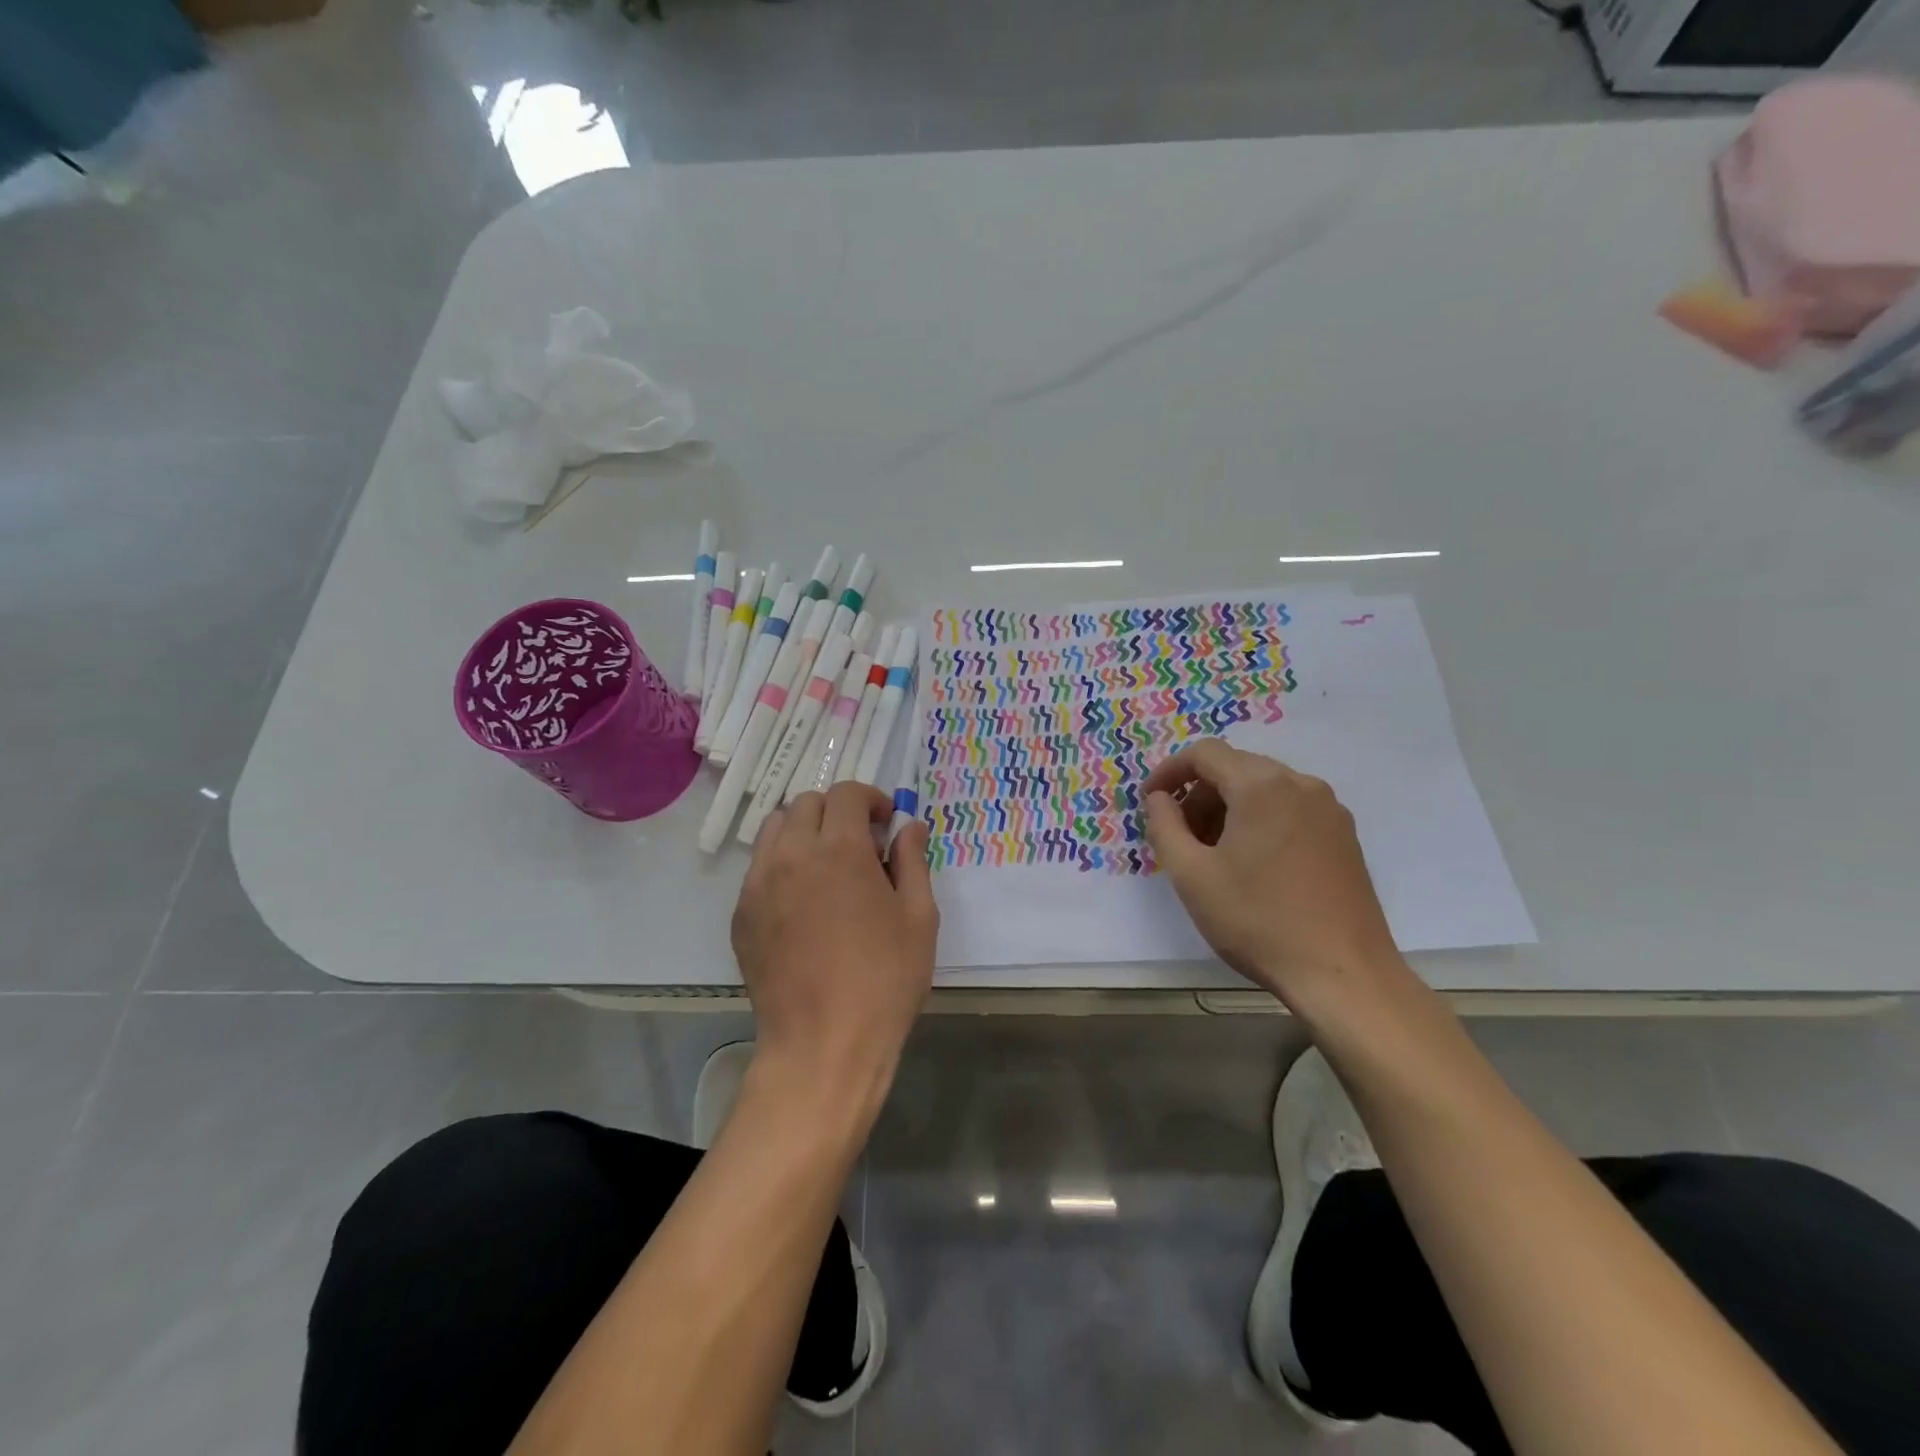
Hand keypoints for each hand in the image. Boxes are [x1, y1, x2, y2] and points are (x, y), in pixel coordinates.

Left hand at [731, 783, 938, 1106]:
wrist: (823, 1044)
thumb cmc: (884, 980)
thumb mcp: (919, 918)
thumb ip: (913, 861)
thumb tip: (909, 826)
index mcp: (841, 850)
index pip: (846, 794)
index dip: (871, 799)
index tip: (886, 824)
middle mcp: (793, 855)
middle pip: (807, 803)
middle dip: (837, 811)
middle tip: (860, 844)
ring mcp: (759, 884)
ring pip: (775, 829)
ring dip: (804, 831)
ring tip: (826, 865)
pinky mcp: (741, 914)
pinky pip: (759, 867)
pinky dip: (782, 864)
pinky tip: (802, 902)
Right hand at [1142, 740, 1397, 1003]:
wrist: (1343, 974)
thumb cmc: (1258, 921)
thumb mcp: (1191, 875)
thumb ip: (1164, 826)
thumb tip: (1158, 798)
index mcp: (1262, 786)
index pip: (1205, 753)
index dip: (1169, 771)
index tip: (1150, 801)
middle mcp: (1300, 784)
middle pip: (1236, 767)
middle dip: (1198, 794)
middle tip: (1179, 836)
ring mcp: (1329, 809)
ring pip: (1264, 789)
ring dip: (1228, 808)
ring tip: (1212, 854)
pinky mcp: (1344, 836)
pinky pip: (1290, 809)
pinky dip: (1259, 820)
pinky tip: (1251, 864)